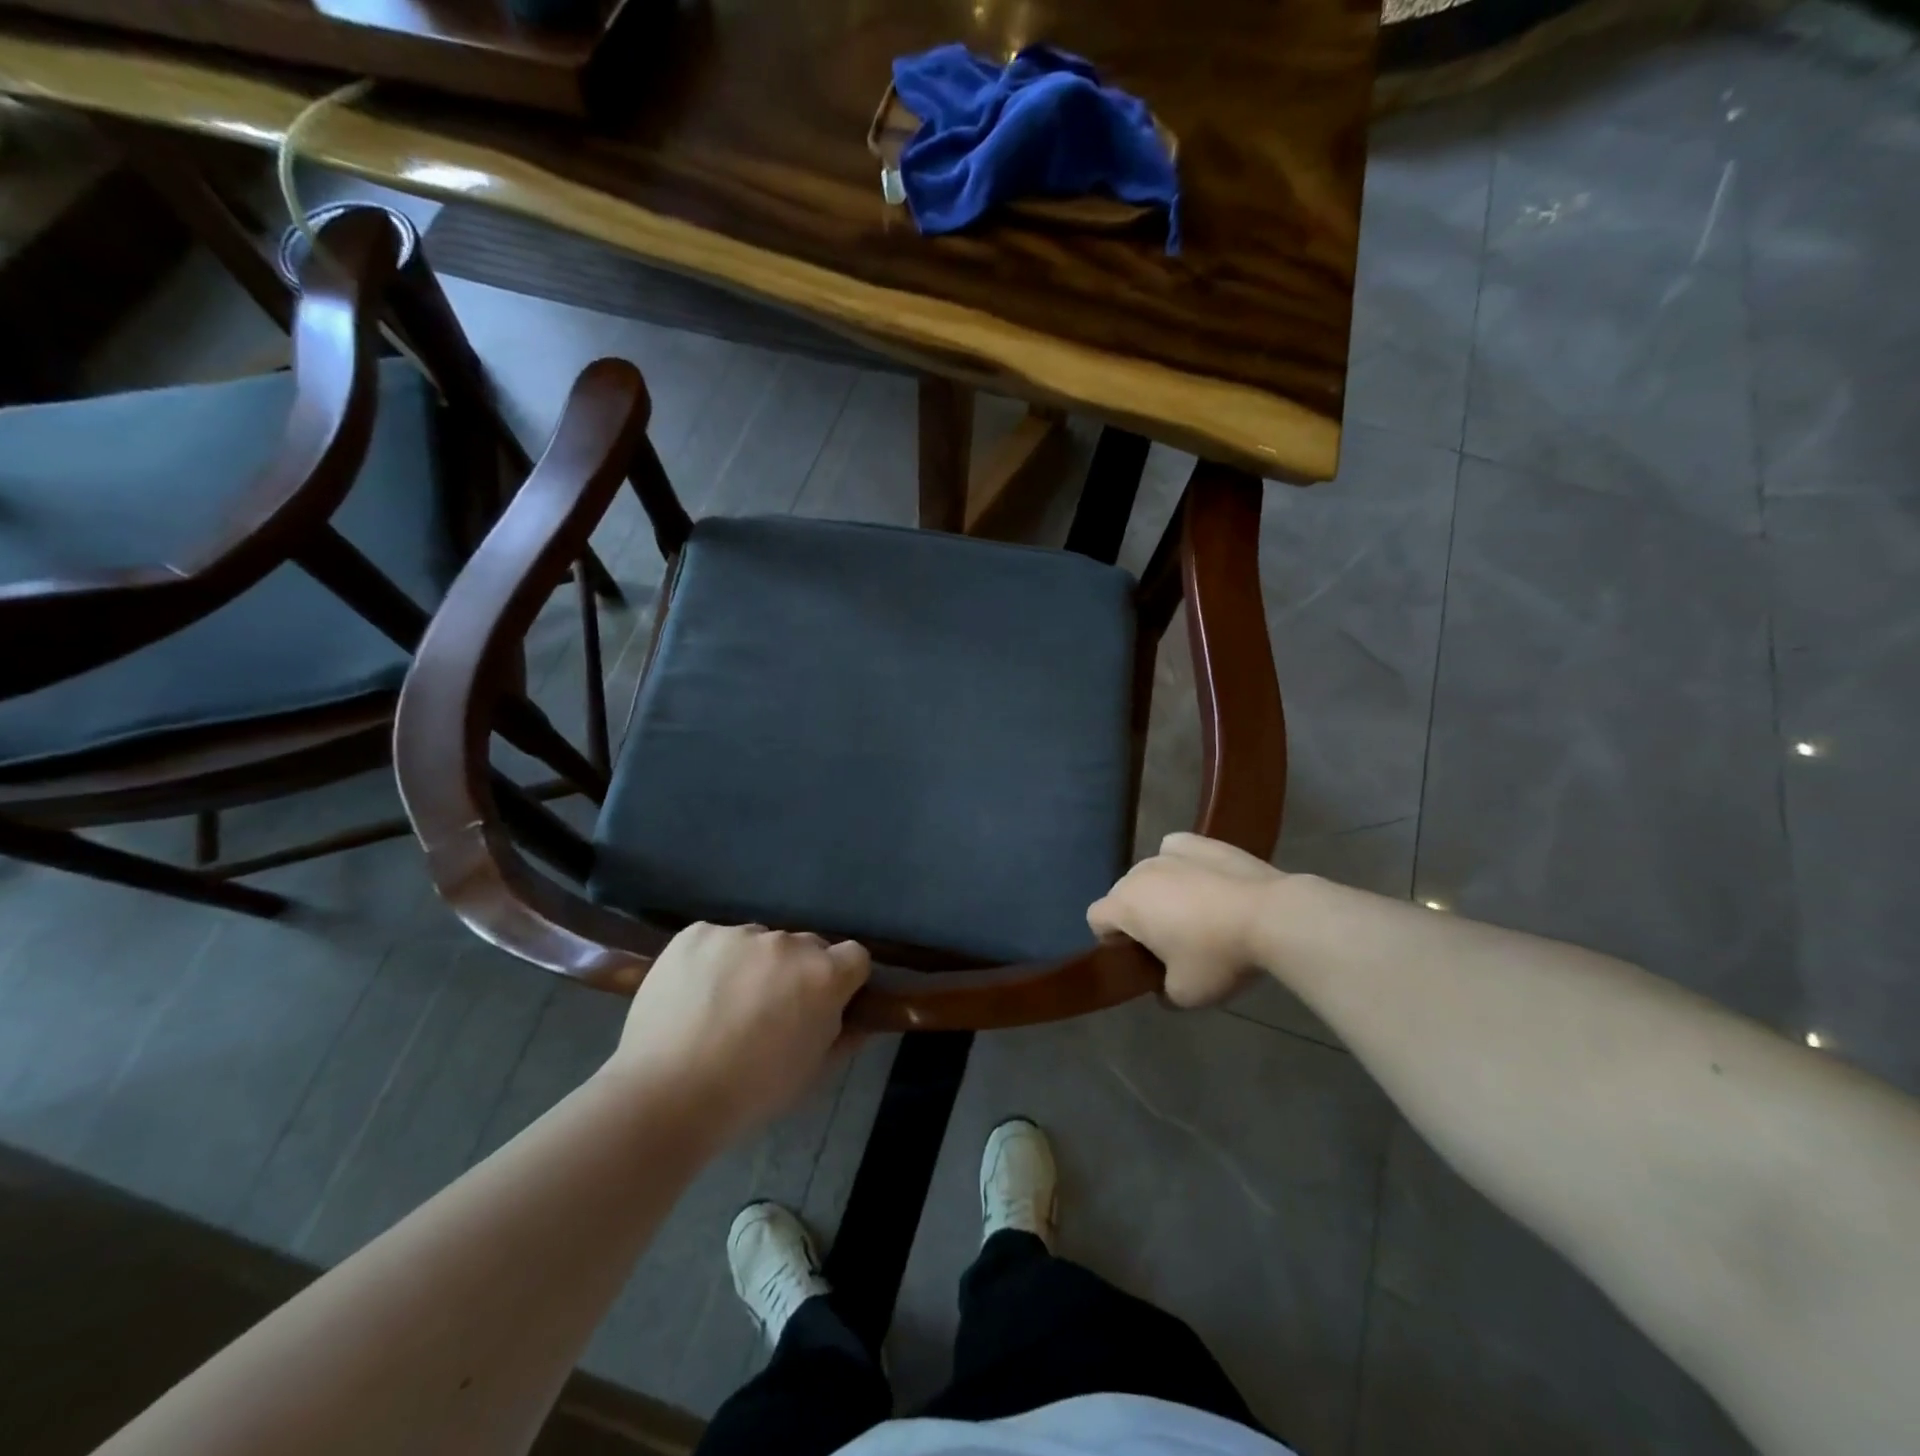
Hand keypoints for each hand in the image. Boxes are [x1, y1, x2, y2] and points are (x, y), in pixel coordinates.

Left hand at [605, 923, 869, 1140]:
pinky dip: (713, 961)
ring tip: (723, 1006)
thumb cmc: (750, 1093)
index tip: (825, 1003)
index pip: (854, 956)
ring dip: (753, 965)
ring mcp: (739, 934)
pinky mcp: (696, 933)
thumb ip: (844, 1036)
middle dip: (796, 972)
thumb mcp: (812, 1073)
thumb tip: (859, 1018)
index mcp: (823, 975)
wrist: (665, 1096)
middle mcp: (787, 943)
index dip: (844, 980)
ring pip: (759, 942)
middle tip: (770, 1011)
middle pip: (806, 947)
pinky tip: (694, 995)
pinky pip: (717, 940)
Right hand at [1088, 833, 1284, 1007]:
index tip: (1138, 957)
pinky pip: (1177, 852)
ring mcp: (1170, 853)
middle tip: (1169, 943)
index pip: (1096, 918)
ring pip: (1151, 873)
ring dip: (1161, 892)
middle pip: (1123, 894)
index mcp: (1126, 905)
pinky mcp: (1201, 842)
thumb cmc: (1218, 956)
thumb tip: (1162, 986)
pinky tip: (1204, 882)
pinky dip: (1182, 865)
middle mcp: (1140, 872)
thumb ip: (1162, 992)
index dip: (1110, 940)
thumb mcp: (1185, 995)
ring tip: (1196, 914)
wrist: (1271, 916)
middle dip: (1137, 916)